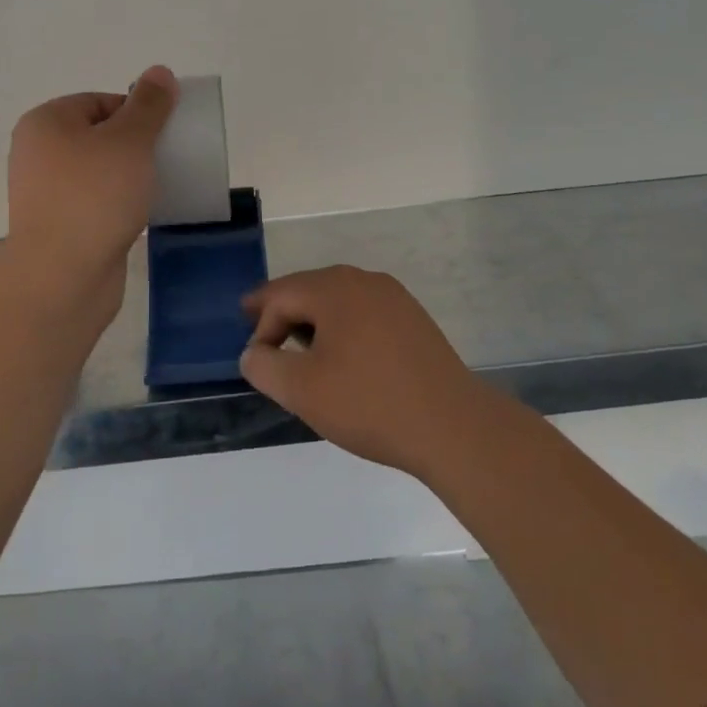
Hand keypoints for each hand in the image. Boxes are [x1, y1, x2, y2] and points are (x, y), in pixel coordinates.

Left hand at [7, 66, 178, 285]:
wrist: (62, 276)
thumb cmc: (94, 196)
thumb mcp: (129, 140)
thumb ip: (148, 105)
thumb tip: (159, 72)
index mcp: (46, 122)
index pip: (100, 101)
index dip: (137, 113)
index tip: (163, 135)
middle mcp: (38, 153)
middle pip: (100, 136)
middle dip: (136, 146)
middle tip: (165, 161)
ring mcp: (46, 193)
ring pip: (99, 172)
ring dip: (130, 177)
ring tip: (158, 188)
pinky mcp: (59, 227)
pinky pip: (97, 203)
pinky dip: (119, 204)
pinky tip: (142, 214)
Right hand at [240, 266, 492, 476]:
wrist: (452, 426)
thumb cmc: (369, 403)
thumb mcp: (302, 390)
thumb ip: (264, 367)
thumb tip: (254, 353)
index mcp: (334, 288)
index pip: (281, 295)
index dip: (260, 325)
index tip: (255, 360)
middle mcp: (364, 280)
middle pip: (309, 289)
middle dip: (283, 312)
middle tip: (262, 334)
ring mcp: (394, 297)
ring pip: (338, 300)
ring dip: (313, 320)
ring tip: (300, 350)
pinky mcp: (413, 319)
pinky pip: (364, 313)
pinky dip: (343, 328)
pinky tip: (344, 357)